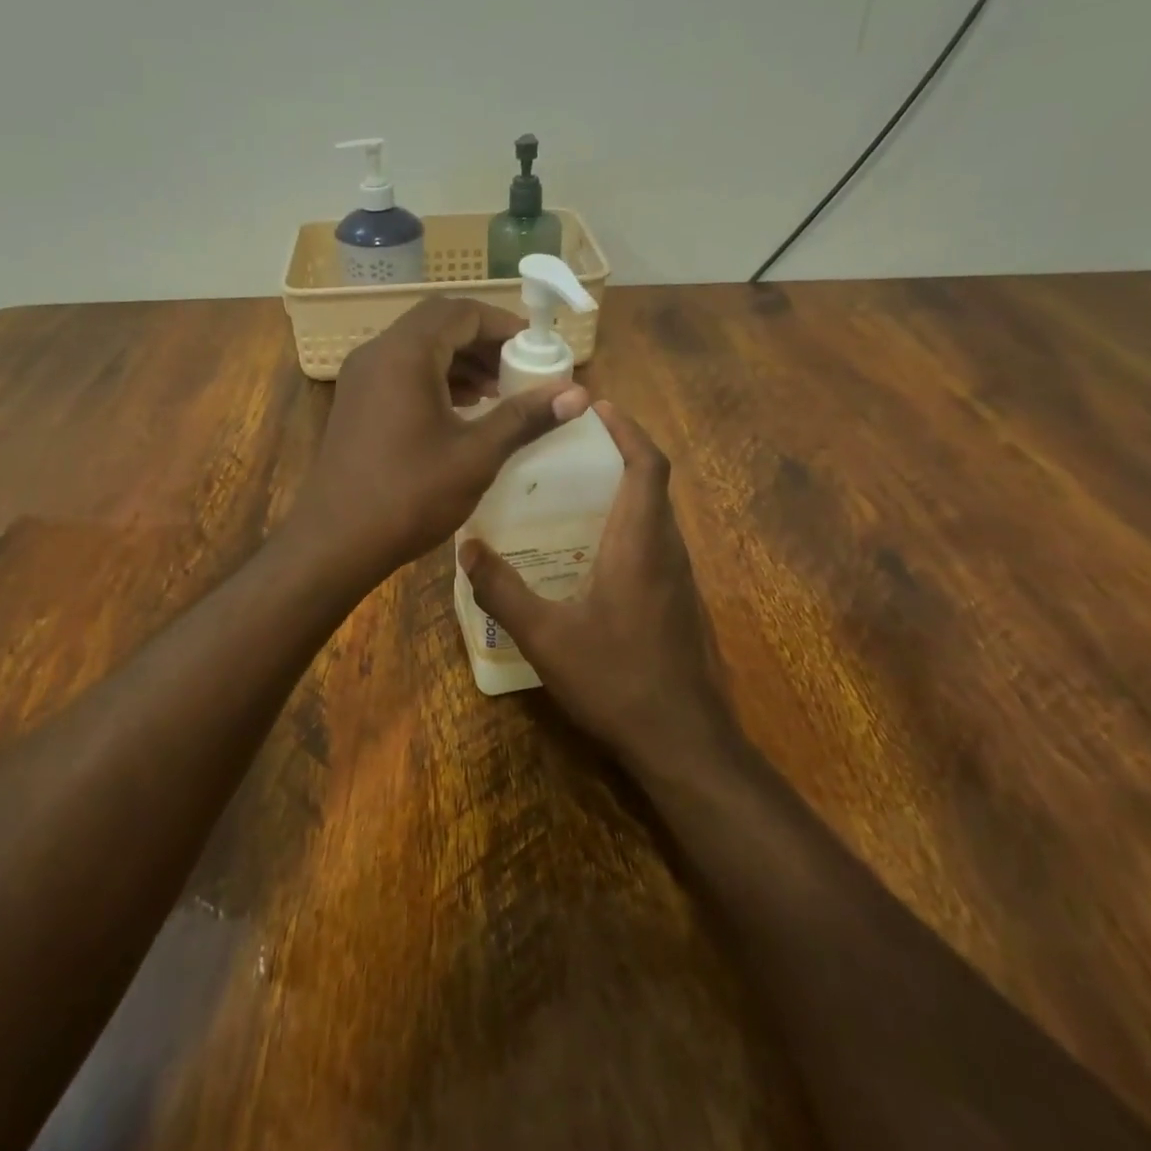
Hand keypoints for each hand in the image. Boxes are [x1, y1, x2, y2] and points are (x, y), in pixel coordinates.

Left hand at [292, 297, 589, 578]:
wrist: (336, 541)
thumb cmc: (410, 495)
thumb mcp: (476, 455)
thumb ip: (525, 417)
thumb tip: (579, 394)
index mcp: (405, 354)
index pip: (461, 313)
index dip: (504, 324)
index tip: (538, 347)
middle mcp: (377, 353)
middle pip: (438, 324)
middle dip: (483, 340)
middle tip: (520, 368)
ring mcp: (361, 378)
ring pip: (418, 348)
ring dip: (460, 360)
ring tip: (499, 390)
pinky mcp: (356, 402)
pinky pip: (402, 371)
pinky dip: (436, 378)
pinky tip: (464, 408)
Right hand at [459, 402, 733, 773]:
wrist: (683, 742)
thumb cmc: (616, 680)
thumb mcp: (545, 636)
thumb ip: (503, 589)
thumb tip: (467, 548)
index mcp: (639, 543)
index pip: (647, 466)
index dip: (628, 430)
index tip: (598, 407)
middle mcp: (667, 550)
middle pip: (653, 483)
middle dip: (620, 452)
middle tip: (571, 444)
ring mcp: (679, 578)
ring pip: (656, 514)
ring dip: (625, 488)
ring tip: (574, 487)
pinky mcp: (679, 602)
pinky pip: (655, 543)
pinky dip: (629, 523)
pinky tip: (590, 549)